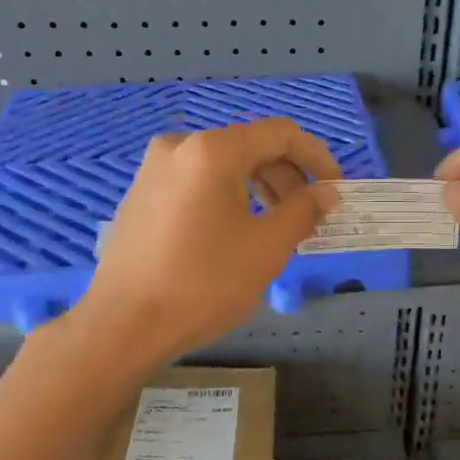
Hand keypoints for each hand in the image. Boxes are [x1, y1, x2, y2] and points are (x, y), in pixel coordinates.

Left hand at [79, 118, 340, 365]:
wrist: (124, 325)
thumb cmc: (202, 284)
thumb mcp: (266, 248)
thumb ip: (303, 211)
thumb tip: (327, 192)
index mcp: (212, 151)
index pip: (280, 134)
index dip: (317, 158)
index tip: (336, 190)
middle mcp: (180, 147)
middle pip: (249, 148)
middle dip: (287, 179)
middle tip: (308, 217)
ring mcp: (154, 170)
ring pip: (222, 167)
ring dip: (259, 189)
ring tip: (276, 229)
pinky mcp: (141, 195)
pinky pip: (197, 184)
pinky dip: (227, 199)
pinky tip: (235, 234)